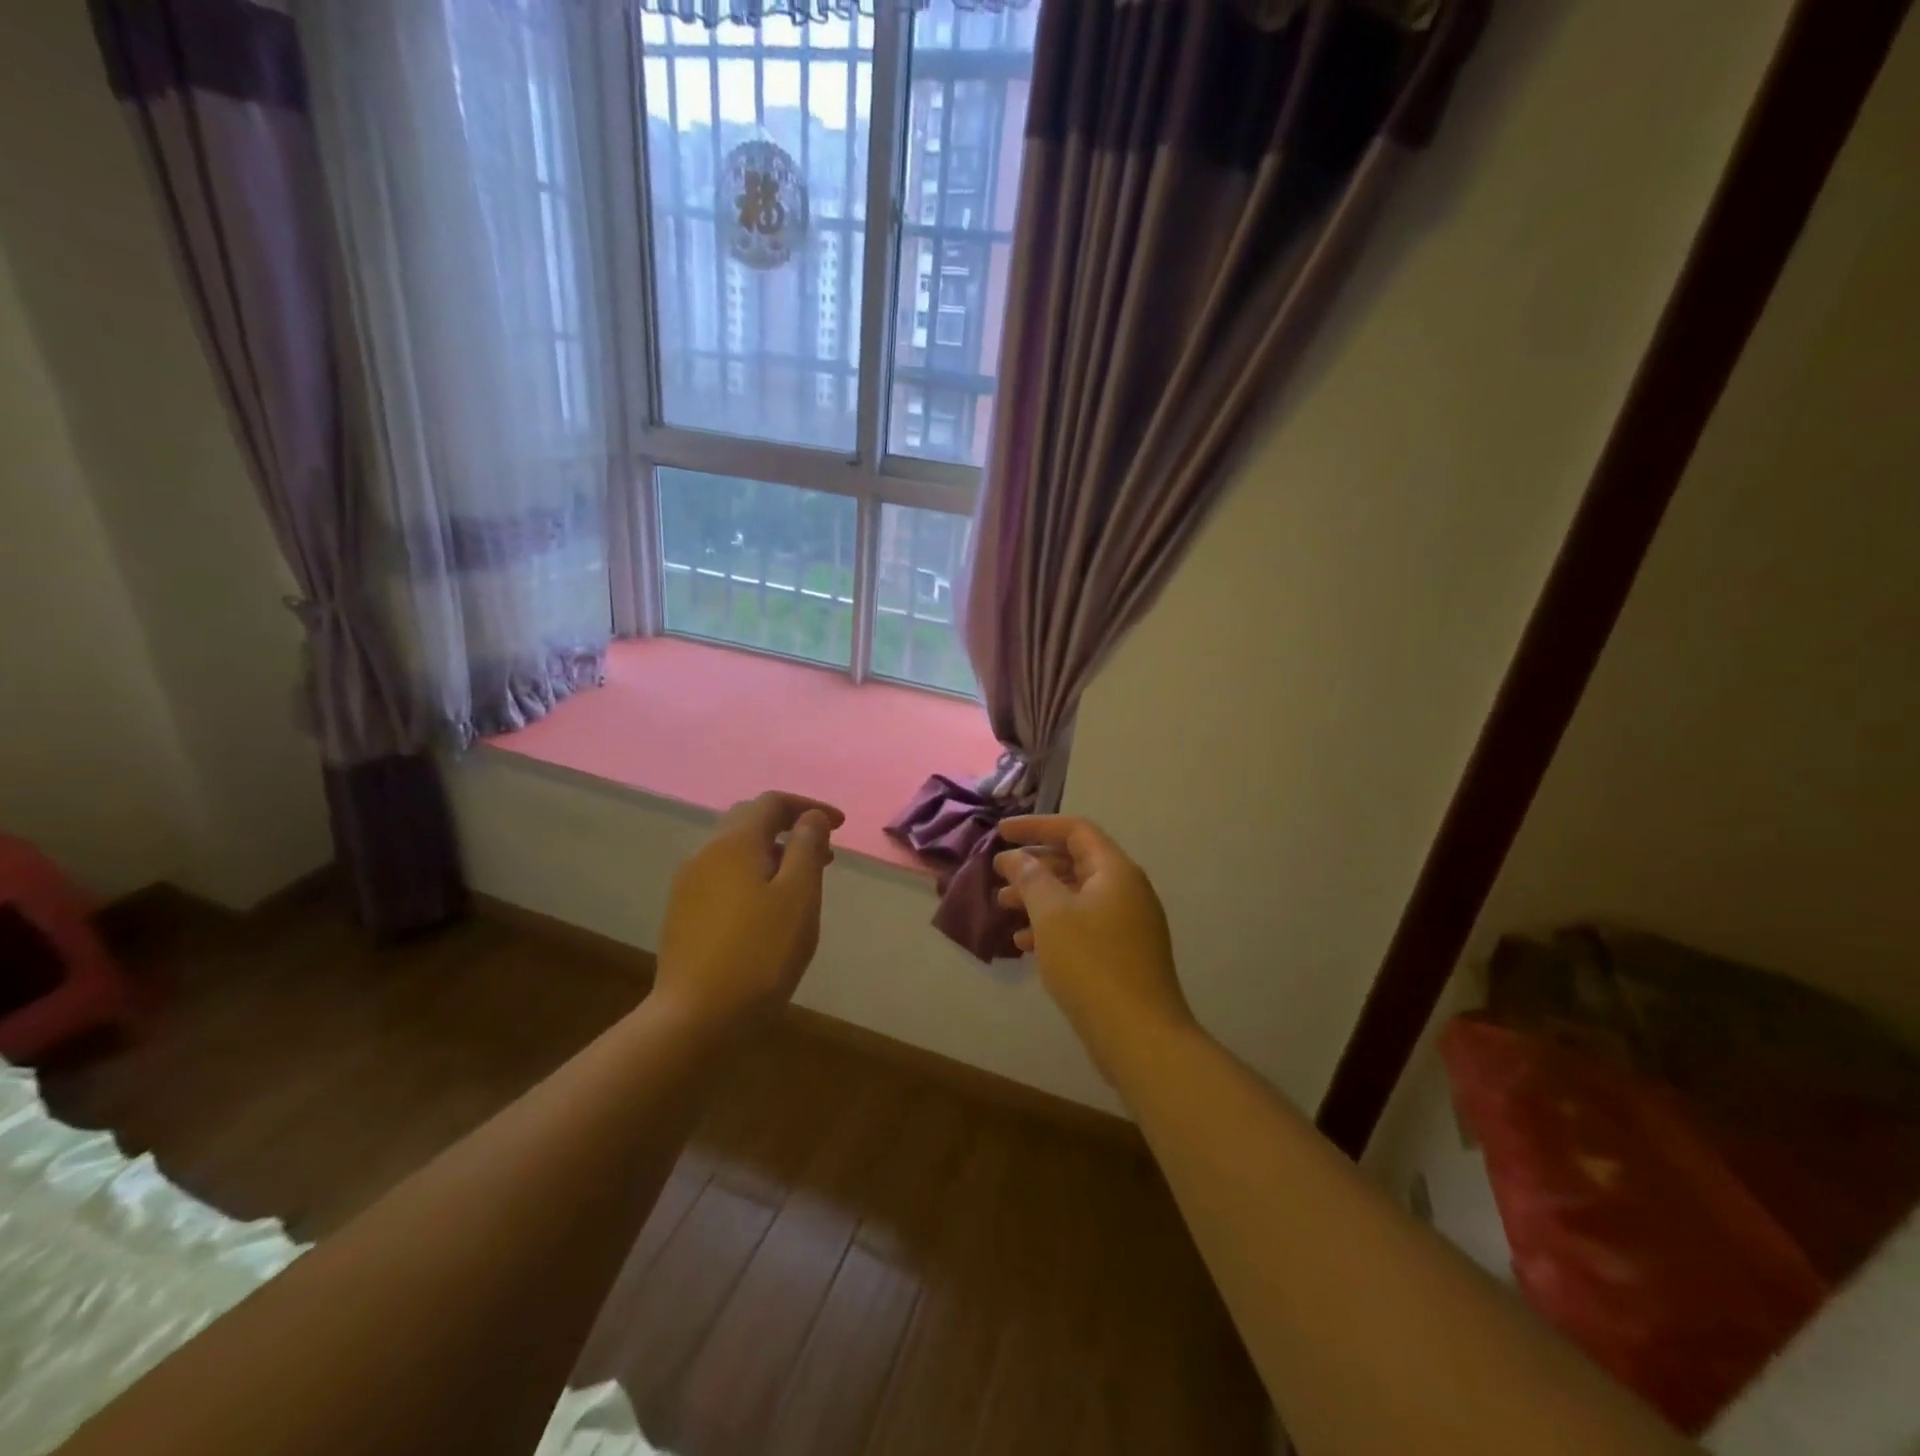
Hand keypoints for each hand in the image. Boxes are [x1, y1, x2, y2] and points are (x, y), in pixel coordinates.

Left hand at [655, 791, 842, 1026]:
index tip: (840, 825)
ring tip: (801, 883)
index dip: (809, 807)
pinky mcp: (682, 914)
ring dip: (772, 854)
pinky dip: (752, 876)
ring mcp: (689, 885)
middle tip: (824, 853)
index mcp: (734, 843)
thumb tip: (811, 816)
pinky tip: (767, 909)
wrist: (695, 1017)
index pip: (772, 802)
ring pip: (735, 852)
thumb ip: (807, 847)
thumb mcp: (798, 896)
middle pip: (749, 821)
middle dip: (789, 828)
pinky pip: (723, 877)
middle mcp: (706, 854)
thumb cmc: (760, 953)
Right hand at [993, 816, 1194, 1083]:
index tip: (1001, 832)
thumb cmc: (1091, 963)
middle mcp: (1126, 890)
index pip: (1075, 830)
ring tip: (1003, 906)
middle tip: (998, 874)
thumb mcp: (1052, 914)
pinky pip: (1082, 925)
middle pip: (1075, 861)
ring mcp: (1127, 924)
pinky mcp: (1122, 953)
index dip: (1036, 826)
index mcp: (1115, 871)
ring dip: (1038, 896)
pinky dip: (1052, 926)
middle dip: (1033, 865)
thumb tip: (1016, 858)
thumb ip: (1031, 878)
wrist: (1138, 1035)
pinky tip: (1023, 943)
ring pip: (1075, 896)